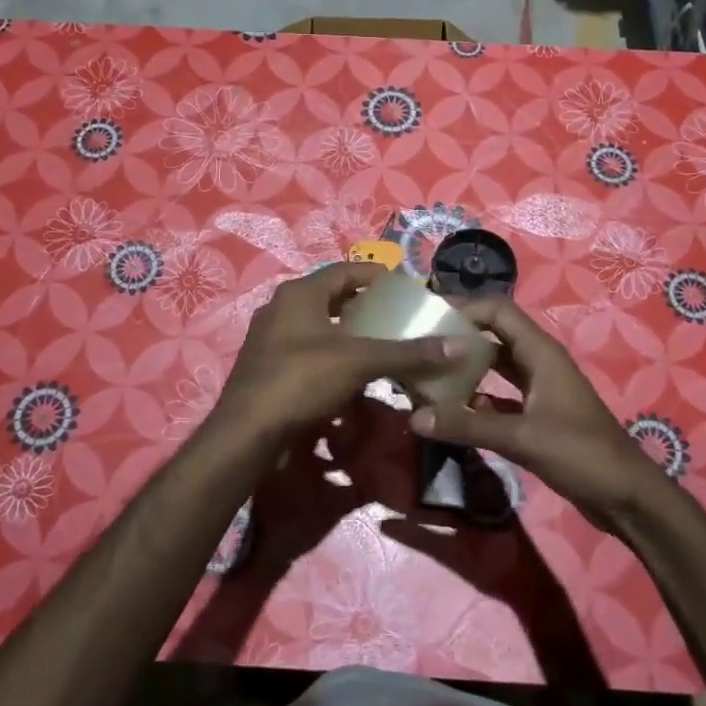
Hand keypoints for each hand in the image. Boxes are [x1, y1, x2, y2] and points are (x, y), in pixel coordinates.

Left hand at [208, 262, 466, 460]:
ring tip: (379, 348)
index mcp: (299, 294)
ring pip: (318, 329)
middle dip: (363, 308)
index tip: (404, 287)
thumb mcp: (358, 362)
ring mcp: (271, 341)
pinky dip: (332, 361)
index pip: (344, 271)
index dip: (376, 276)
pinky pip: (307, 355)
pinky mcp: (268, 370)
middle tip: (396, 319)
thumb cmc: (301, 381)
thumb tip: (459, 347)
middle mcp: (281, 309)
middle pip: (330, 299)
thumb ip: (407, 353)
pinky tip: (352, 379)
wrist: (247, 433)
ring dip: (348, 336)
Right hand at [408, 297, 658, 527]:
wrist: (626, 497)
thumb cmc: (581, 454)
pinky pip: (500, 395)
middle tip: (420, 343)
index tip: (428, 314)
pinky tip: (452, 409)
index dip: (465, 307)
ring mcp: (539, 389)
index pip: (498, 311)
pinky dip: (477, 397)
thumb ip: (467, 425)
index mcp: (540, 353)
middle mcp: (538, 363)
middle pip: (494, 335)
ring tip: (428, 371)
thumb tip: (415, 416)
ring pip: (495, 366)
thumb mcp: (521, 437)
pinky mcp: (537, 415)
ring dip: (466, 367)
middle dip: (459, 336)